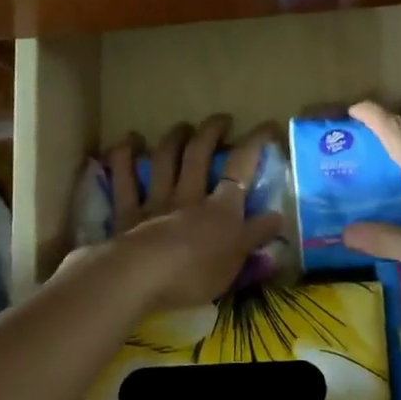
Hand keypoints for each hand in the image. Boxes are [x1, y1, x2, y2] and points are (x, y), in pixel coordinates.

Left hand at [84, 114, 284, 311]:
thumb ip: (255, 235)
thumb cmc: (196, 274)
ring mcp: (156, 202)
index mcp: (221, 209)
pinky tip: (125, 144)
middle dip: (211, 132)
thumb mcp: (236, 260)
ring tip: (180, 127)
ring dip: (173, 139)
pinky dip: (123, 159)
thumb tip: (277, 215)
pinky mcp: (127, 214)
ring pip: (164, 160)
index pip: (241, 168)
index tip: (267, 126)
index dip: (254, 143)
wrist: (142, 279)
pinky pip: (123, 180)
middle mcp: (189, 196)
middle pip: (199, 154)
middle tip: (221, 120)